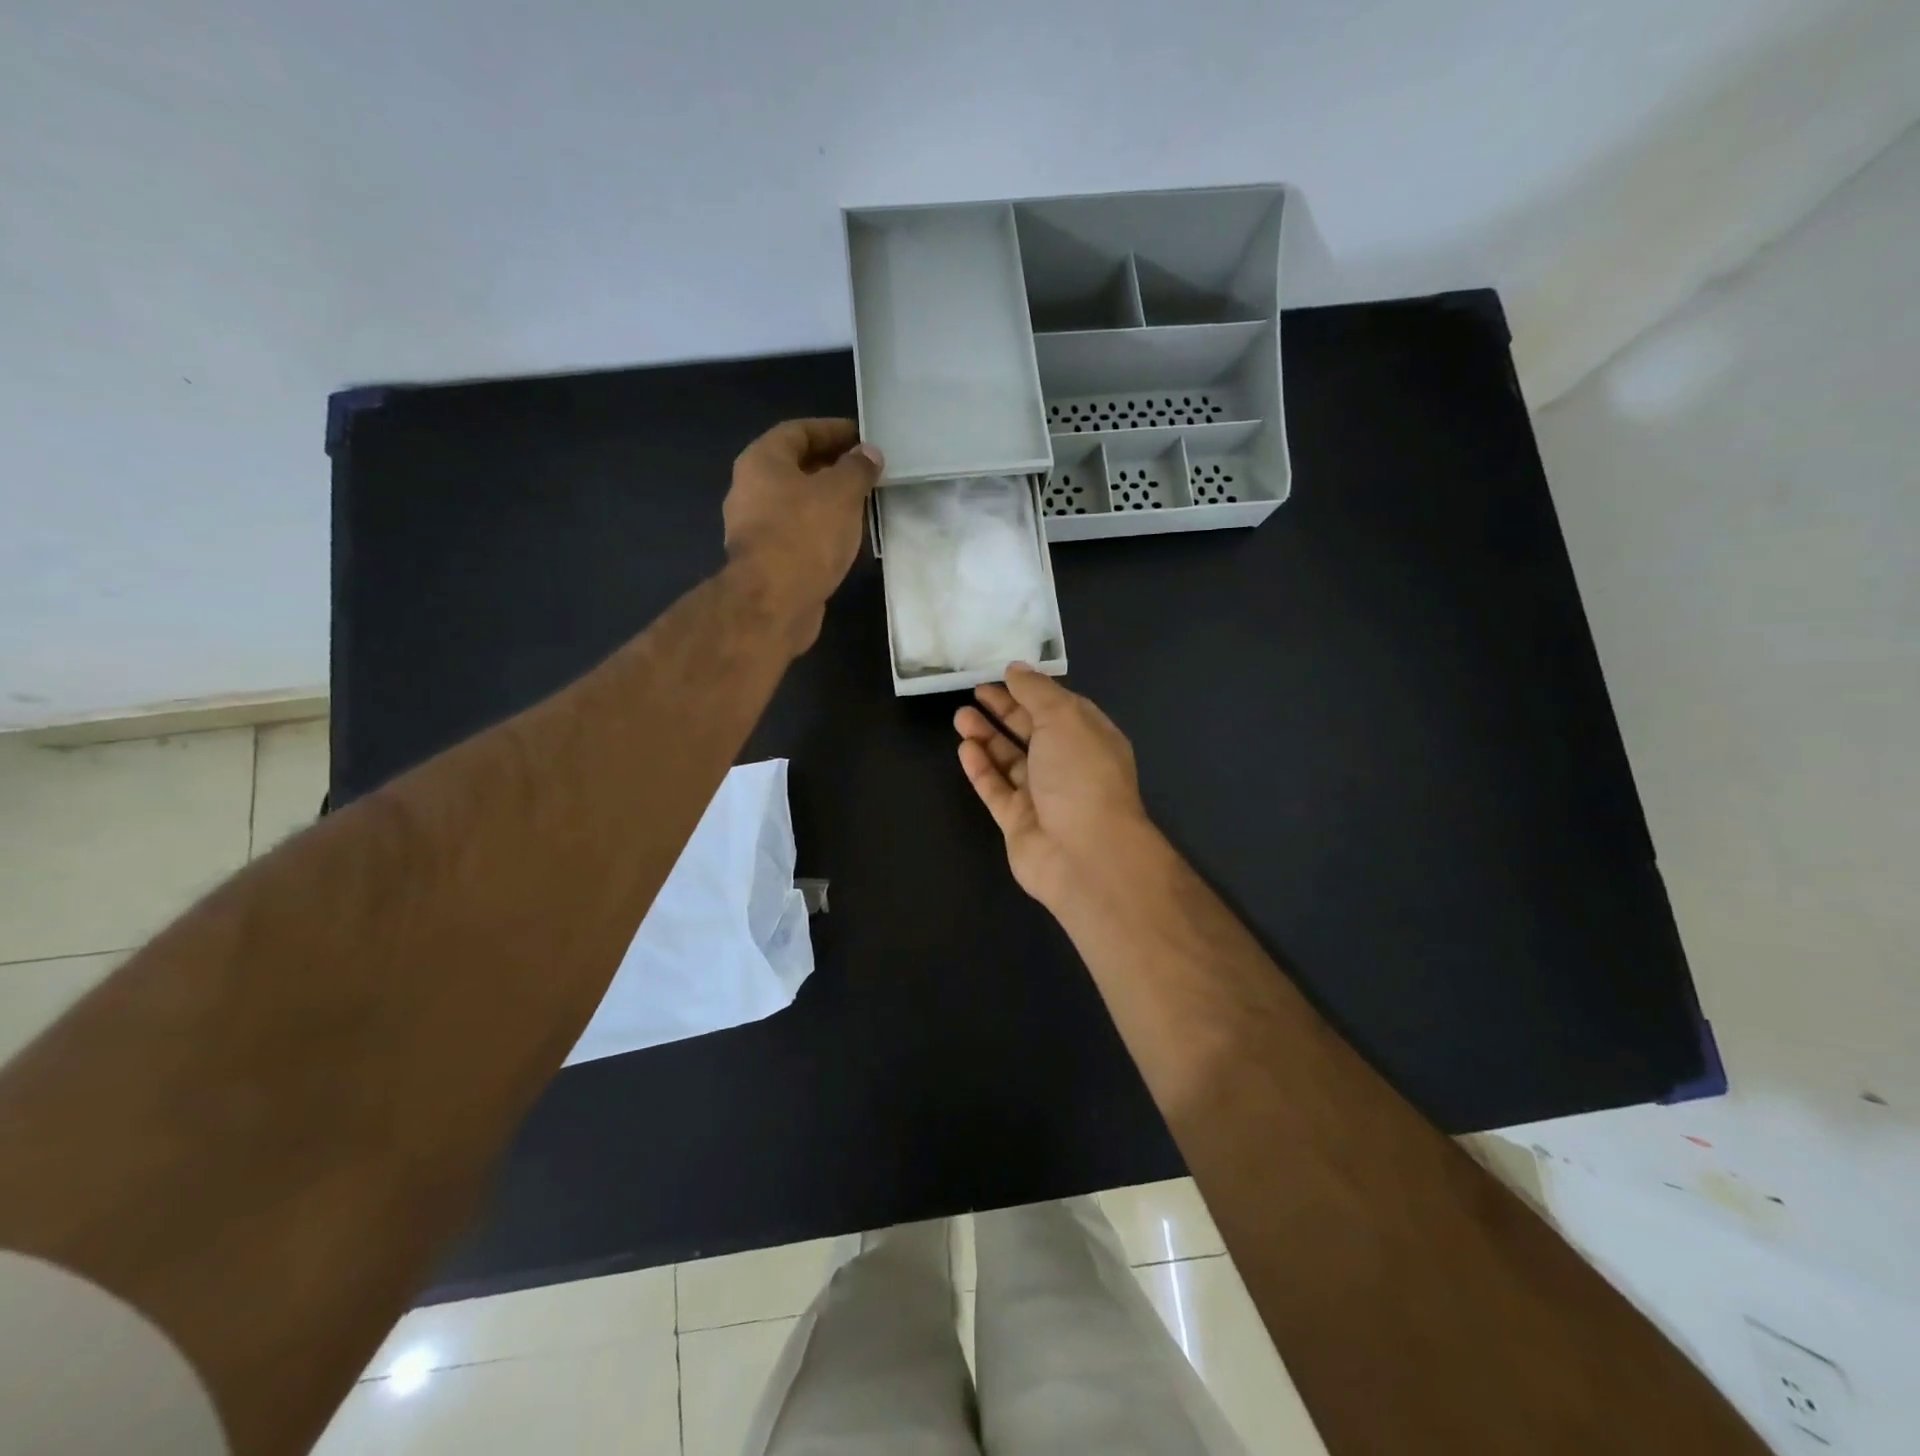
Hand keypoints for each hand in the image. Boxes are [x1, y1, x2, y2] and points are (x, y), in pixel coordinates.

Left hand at [724, 418, 883, 651]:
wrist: (774, 602)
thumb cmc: (805, 534)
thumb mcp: (841, 493)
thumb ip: (857, 468)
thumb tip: (868, 453)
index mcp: (762, 461)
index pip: (799, 431)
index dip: (832, 430)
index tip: (863, 437)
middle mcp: (750, 489)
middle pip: (795, 467)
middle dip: (831, 467)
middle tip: (867, 471)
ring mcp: (754, 528)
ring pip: (796, 503)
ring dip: (827, 501)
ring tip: (862, 504)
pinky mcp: (766, 561)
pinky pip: (797, 533)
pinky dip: (820, 529)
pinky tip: (845, 538)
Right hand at [954, 665, 1155, 909]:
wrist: (1085, 854)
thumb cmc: (1081, 775)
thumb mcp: (1064, 718)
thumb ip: (1037, 692)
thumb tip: (1016, 669)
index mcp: (1090, 738)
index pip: (1059, 707)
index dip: (1031, 690)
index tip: (1002, 674)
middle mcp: (1068, 766)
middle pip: (1032, 732)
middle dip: (1005, 710)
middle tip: (974, 691)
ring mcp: (1043, 797)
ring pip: (1010, 761)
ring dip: (987, 737)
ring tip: (961, 716)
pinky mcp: (1018, 822)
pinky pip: (996, 790)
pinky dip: (981, 768)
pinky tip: (965, 748)